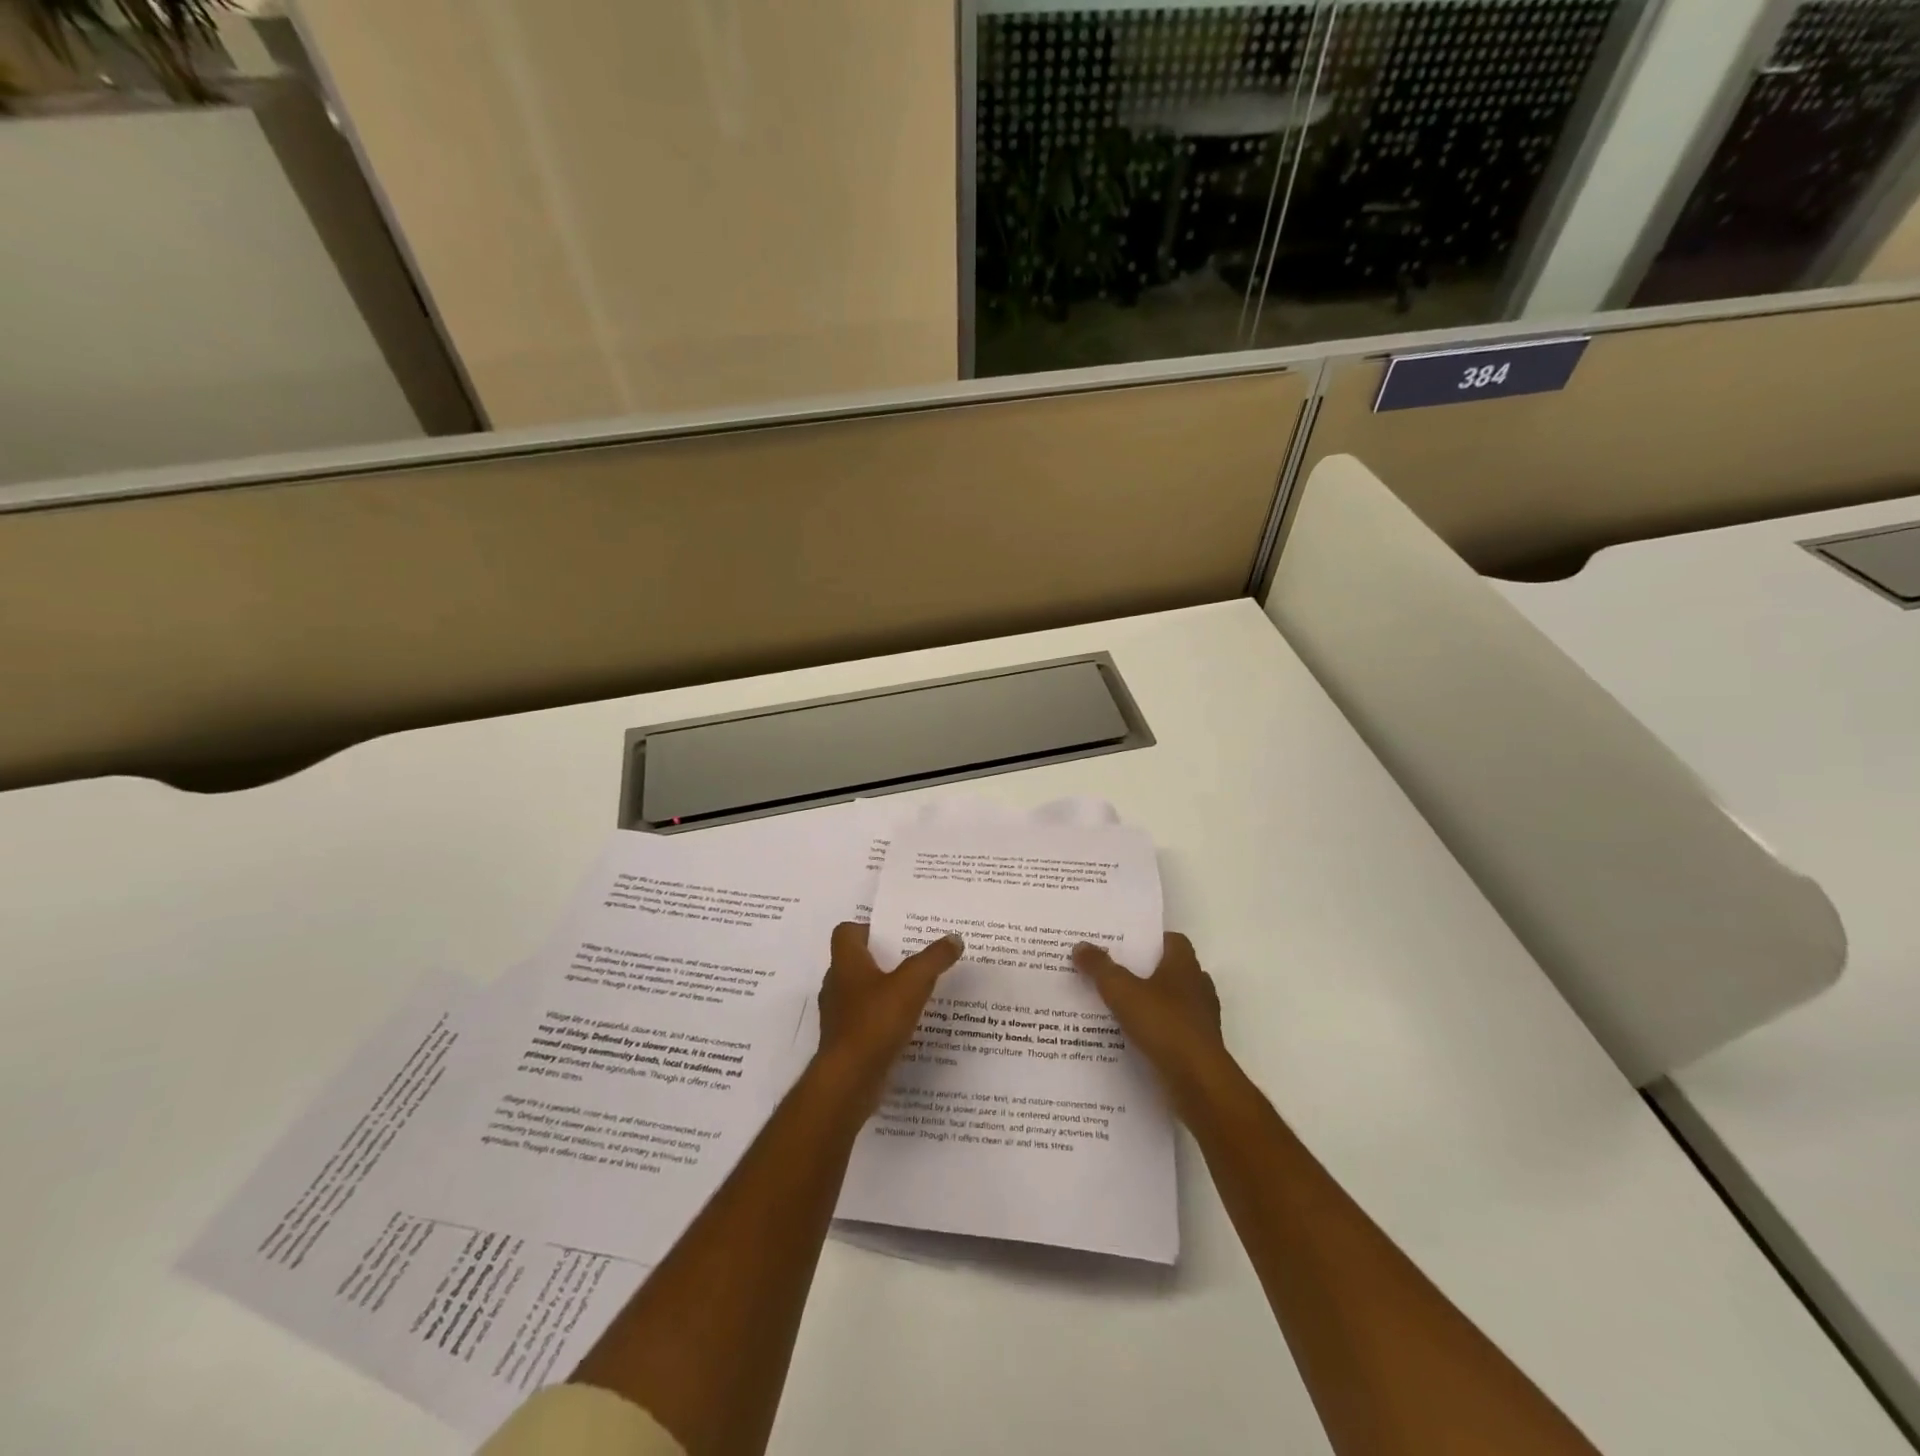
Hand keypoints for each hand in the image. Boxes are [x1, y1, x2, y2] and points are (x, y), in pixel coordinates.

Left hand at [815, 922, 962, 1112]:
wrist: (849, 1080)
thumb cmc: (875, 1021)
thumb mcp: (912, 984)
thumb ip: (934, 959)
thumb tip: (954, 938)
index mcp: (846, 963)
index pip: (846, 932)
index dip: (868, 928)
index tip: (895, 932)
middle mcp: (837, 985)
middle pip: (857, 962)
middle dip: (884, 959)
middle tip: (915, 957)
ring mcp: (839, 1015)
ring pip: (862, 992)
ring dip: (885, 990)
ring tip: (917, 990)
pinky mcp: (846, 1042)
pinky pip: (867, 1020)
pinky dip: (884, 1018)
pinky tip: (909, 1024)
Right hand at [1073, 933, 1233, 1114]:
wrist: (1198, 1082)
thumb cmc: (1163, 1024)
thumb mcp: (1121, 991)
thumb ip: (1100, 967)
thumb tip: (1080, 945)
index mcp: (1184, 966)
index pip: (1173, 941)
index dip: (1151, 940)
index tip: (1126, 944)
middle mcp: (1198, 987)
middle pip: (1172, 971)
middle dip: (1146, 972)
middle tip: (1113, 973)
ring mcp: (1202, 1019)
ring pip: (1174, 1002)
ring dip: (1152, 1003)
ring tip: (1118, 1007)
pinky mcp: (1200, 1047)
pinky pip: (1174, 1030)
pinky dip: (1157, 1031)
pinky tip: (1133, 1038)